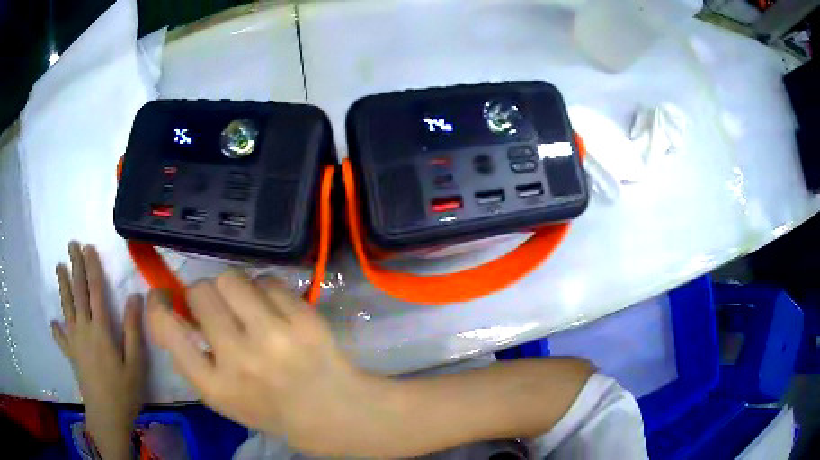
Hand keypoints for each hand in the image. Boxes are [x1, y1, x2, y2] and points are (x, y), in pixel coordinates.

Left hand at [51, 242, 145, 459]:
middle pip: (78, 292)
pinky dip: (56, 329)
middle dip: (75, 267)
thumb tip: (135, 297)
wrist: (107, 417)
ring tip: (59, 267)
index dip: (92, 267)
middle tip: (71, 245)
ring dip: (63, 286)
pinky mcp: (71, 355)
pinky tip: (53, 323)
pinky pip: (61, 338)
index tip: (88, 247)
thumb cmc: (124, 391)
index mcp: (100, 330)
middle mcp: (84, 329)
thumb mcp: (135, 364)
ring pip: (67, 307)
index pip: (95, 291)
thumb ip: (132, 330)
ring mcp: (74, 342)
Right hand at [146, 271, 392, 455]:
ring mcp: (274, 337)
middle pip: (200, 292)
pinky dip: (265, 289)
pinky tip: (275, 310)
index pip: (168, 330)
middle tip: (217, 306)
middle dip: (202, 294)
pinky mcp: (303, 319)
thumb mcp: (223, 398)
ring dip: (232, 287)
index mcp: (216, 386)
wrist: (332, 411)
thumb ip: (193, 360)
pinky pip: (268, 280)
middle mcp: (239, 359)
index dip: (158, 305)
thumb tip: (173, 310)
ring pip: (231, 278)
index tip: (162, 295)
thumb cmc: (271, 408)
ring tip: (246, 305)